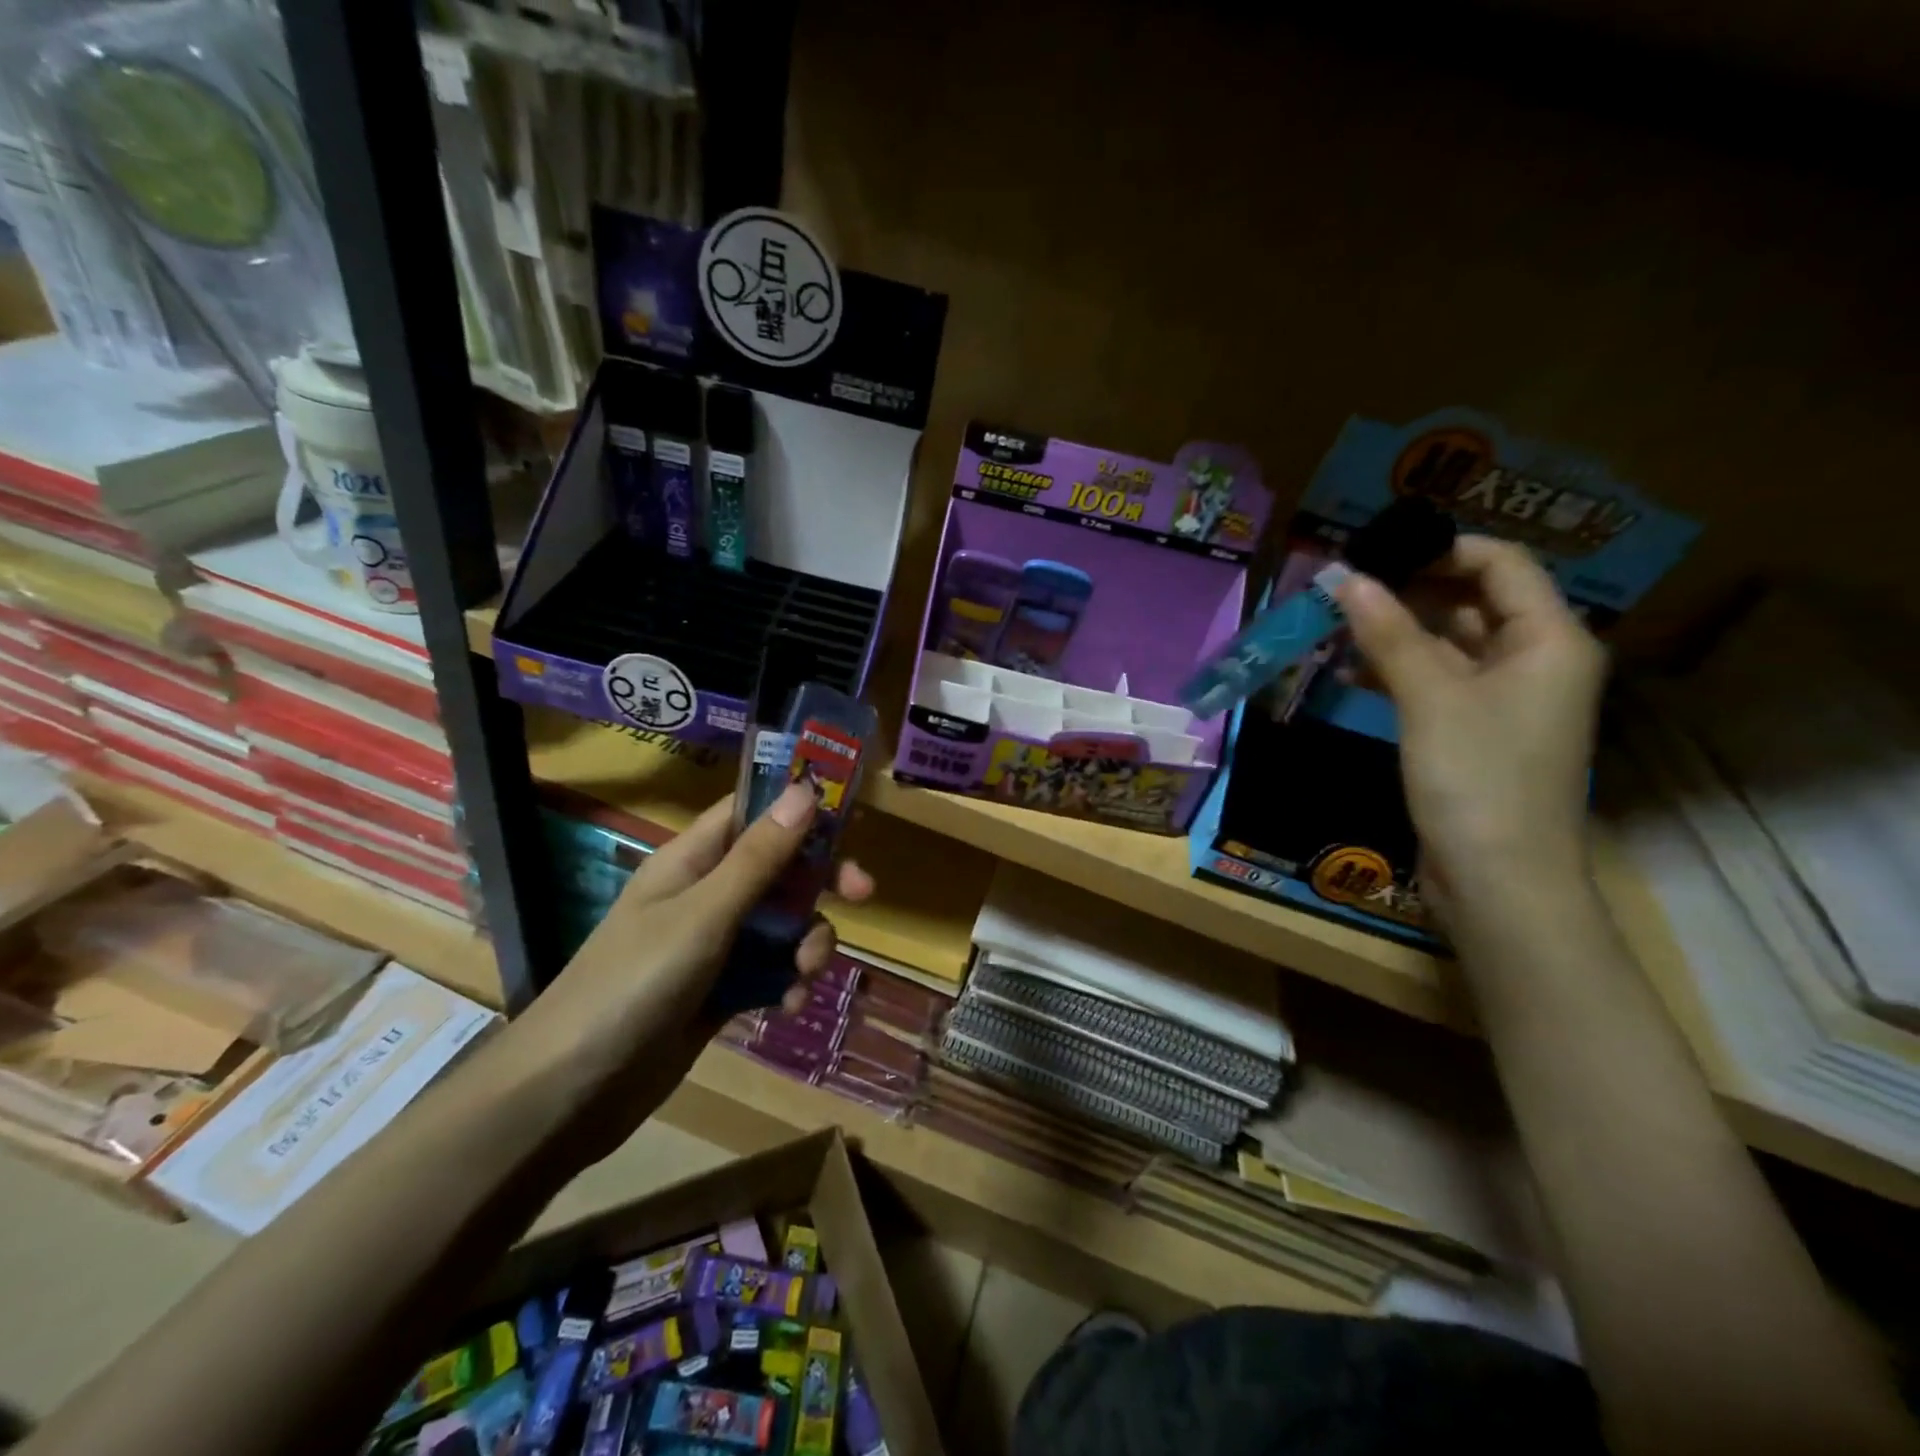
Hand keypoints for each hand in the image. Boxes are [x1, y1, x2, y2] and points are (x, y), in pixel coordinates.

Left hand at [516, 781, 873, 1145]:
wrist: (572, 1090)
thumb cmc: (634, 982)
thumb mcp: (704, 914)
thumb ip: (759, 858)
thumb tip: (805, 791)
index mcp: (693, 860)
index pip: (752, 812)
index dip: (799, 808)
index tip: (850, 817)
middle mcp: (706, 894)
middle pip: (779, 869)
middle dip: (819, 882)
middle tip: (862, 893)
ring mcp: (714, 945)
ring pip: (783, 924)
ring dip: (806, 942)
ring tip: (804, 974)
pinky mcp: (720, 990)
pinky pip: (771, 970)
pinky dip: (786, 982)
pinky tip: (786, 1006)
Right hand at [1332, 535, 1606, 909]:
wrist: (1498, 880)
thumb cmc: (1477, 779)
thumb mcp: (1429, 698)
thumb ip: (1389, 633)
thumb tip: (1346, 577)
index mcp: (1550, 640)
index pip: (1501, 565)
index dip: (1441, 549)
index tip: (1375, 549)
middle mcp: (1534, 660)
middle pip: (1474, 601)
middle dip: (1409, 589)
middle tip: (1344, 584)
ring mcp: (1504, 699)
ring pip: (1448, 644)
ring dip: (1396, 631)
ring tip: (1336, 621)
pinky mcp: (1473, 732)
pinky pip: (1436, 682)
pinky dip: (1397, 670)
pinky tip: (1348, 668)